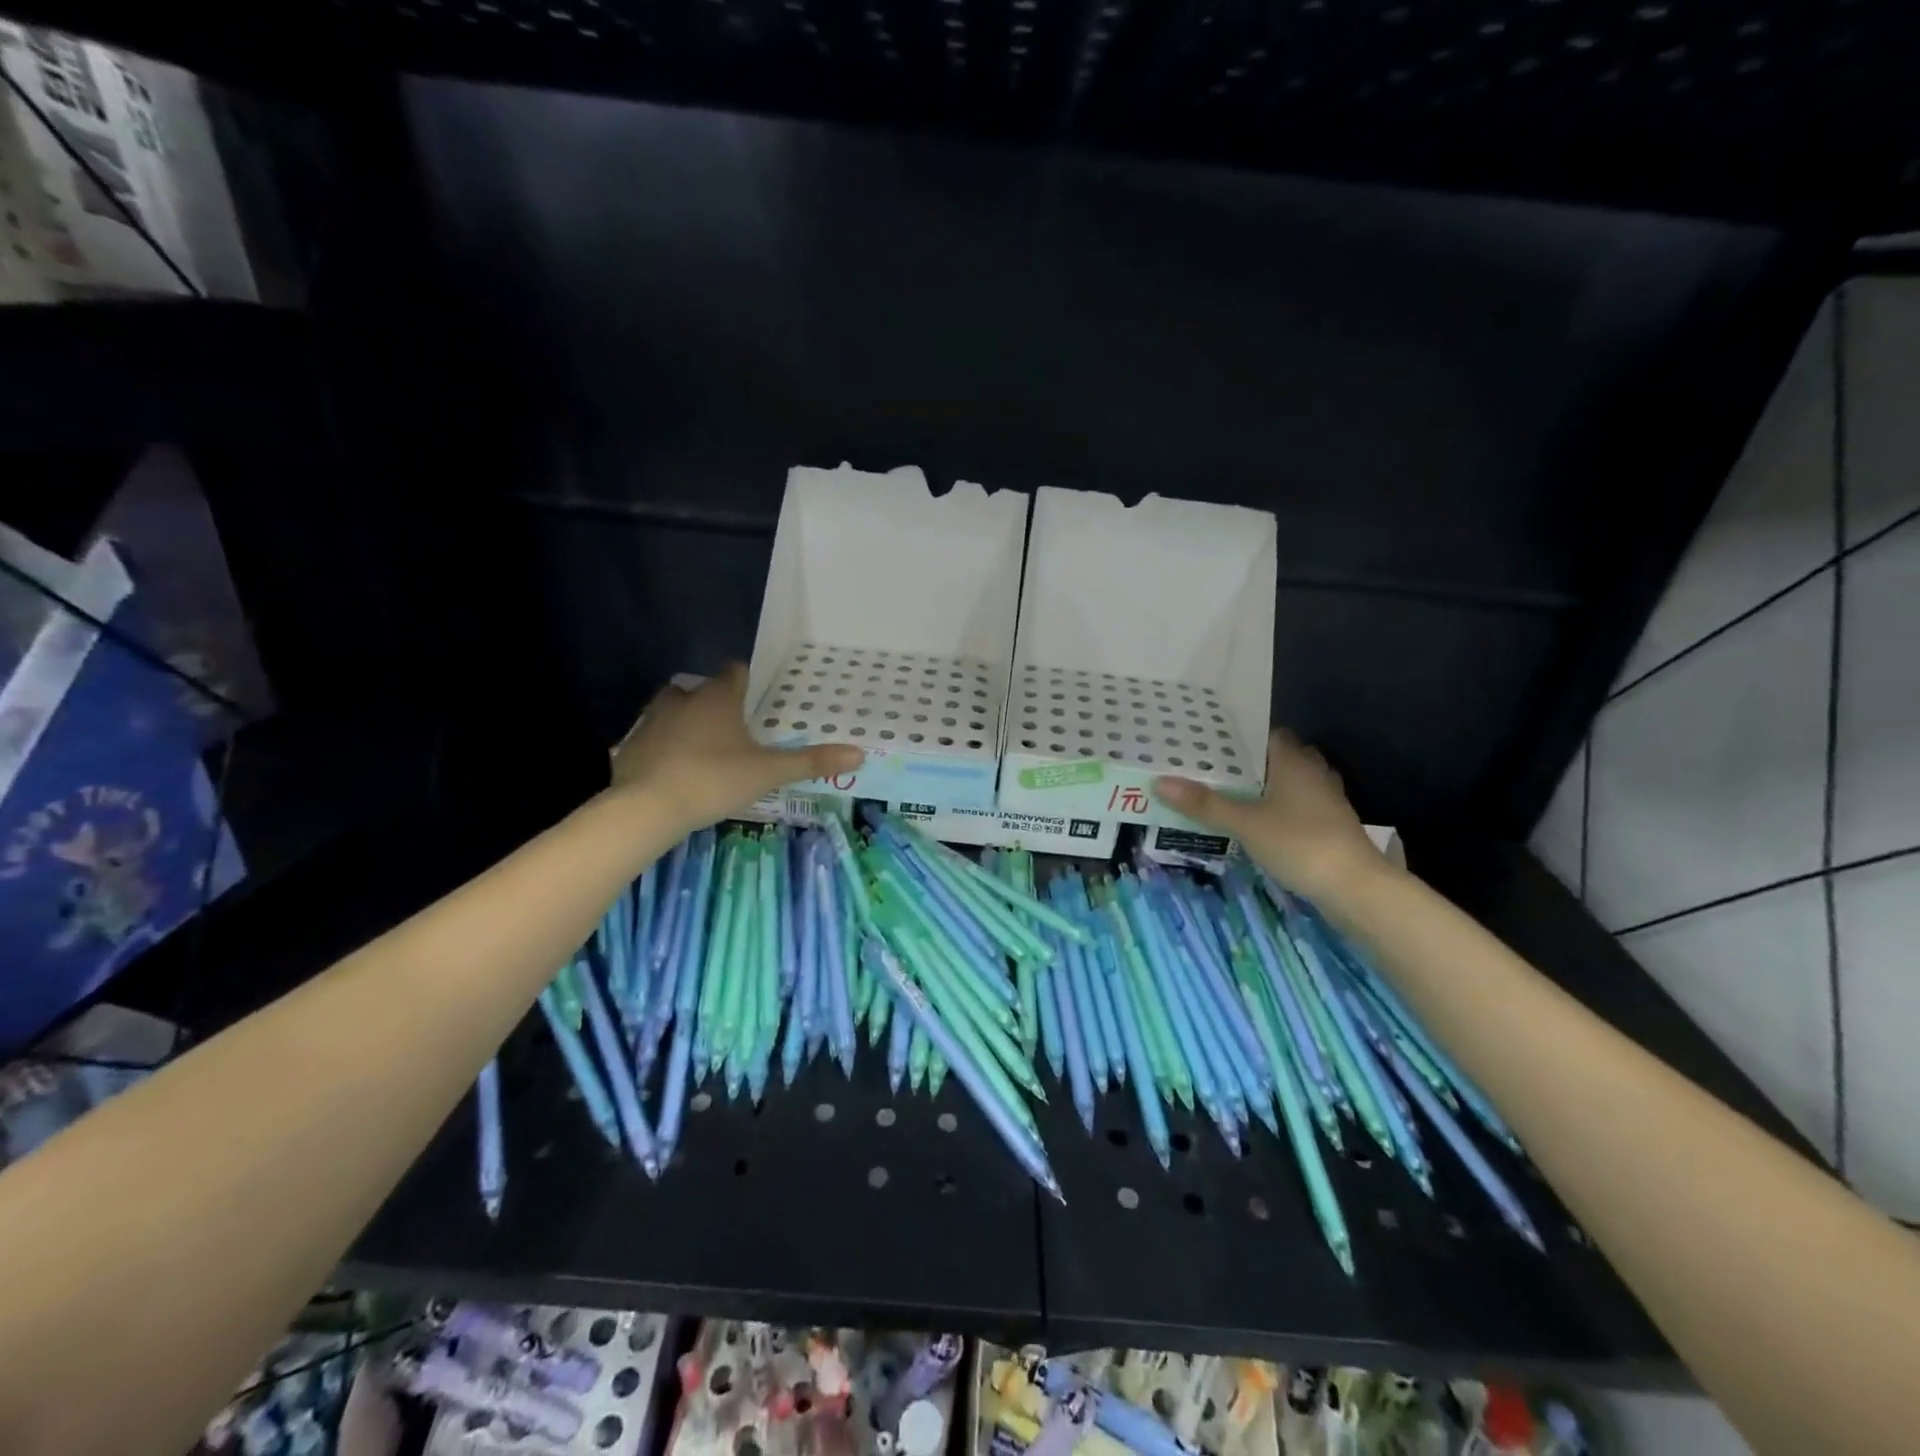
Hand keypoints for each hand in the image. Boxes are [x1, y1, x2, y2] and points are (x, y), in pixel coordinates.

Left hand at [609, 665, 862, 836]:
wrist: (646, 807)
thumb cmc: (714, 779)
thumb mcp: (768, 772)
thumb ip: (811, 762)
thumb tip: (860, 754)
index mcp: (719, 697)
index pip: (735, 671)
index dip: (746, 681)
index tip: (756, 697)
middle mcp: (684, 699)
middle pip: (701, 689)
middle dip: (716, 703)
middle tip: (734, 729)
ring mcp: (653, 720)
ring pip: (673, 710)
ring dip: (687, 722)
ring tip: (705, 748)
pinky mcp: (631, 745)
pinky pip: (653, 737)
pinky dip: (665, 747)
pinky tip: (676, 770)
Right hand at [1154, 730, 1386, 902]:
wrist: (1355, 887)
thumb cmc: (1300, 843)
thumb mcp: (1245, 823)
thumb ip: (1204, 803)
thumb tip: (1160, 782)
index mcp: (1294, 761)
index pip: (1266, 734)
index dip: (1239, 737)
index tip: (1209, 744)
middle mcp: (1313, 772)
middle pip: (1277, 758)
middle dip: (1247, 764)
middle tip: (1210, 770)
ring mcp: (1326, 800)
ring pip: (1288, 783)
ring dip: (1263, 788)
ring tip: (1227, 795)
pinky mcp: (1330, 825)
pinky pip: (1297, 806)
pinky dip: (1276, 809)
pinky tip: (1255, 822)